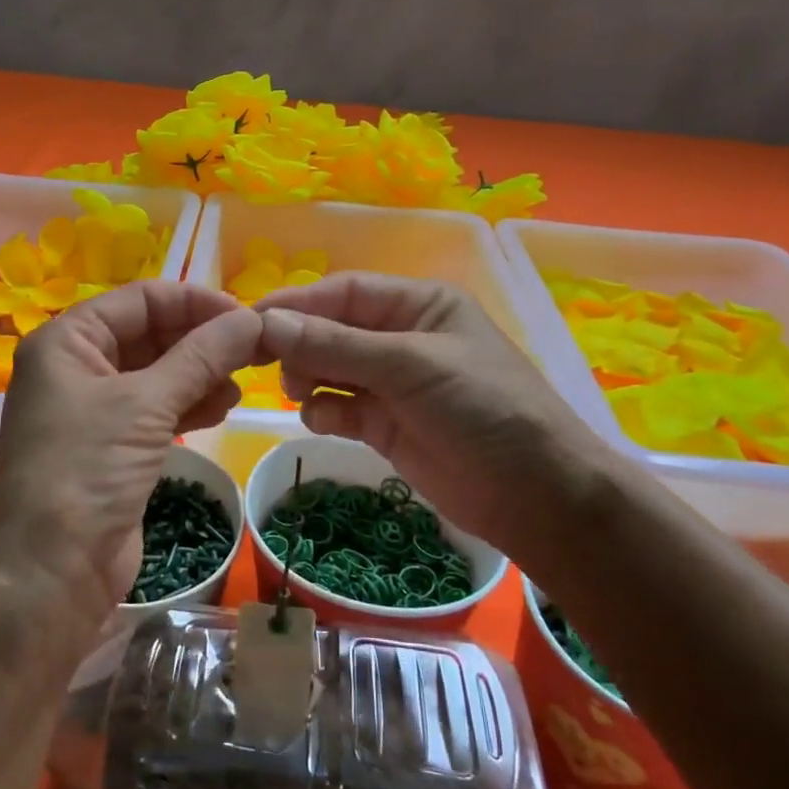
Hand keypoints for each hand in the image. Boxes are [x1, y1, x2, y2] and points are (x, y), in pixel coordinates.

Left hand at [0, 281, 261, 632]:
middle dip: (201, 340)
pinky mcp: (114, 448)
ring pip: (159, 373)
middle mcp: (77, 367)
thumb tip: (253, 319)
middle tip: (254, 350)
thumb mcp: (145, 405)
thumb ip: (201, 357)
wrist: (48, 577)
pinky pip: (159, 410)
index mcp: (67, 341)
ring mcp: (95, 410)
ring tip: (243, 383)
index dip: (194, 302)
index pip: (140, 299)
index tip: (246, 317)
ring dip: (201, 373)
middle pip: (150, 334)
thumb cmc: (85, 472)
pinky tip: (223, 408)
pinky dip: (191, 404)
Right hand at [255, 273, 612, 560]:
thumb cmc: (482, 408)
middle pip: (333, 329)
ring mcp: (394, 385)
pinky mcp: (386, 426)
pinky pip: (340, 409)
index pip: (345, 292)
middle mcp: (402, 338)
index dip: (298, 302)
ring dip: (308, 377)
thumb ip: (336, 345)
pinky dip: (325, 412)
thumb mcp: (410, 366)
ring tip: (298, 393)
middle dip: (300, 343)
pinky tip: (322, 421)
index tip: (251, 320)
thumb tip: (266, 322)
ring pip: (331, 369)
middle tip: (264, 364)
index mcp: (418, 305)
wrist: (537, 496)